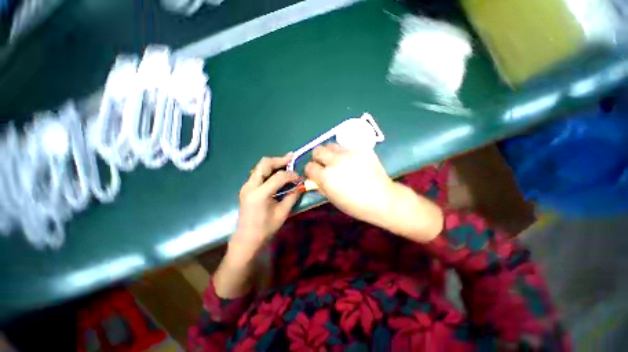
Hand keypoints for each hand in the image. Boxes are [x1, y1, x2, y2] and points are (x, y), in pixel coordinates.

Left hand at [229, 153, 299, 262]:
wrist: (246, 239)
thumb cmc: (265, 229)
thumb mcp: (282, 213)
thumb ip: (292, 196)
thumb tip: (300, 185)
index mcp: (259, 194)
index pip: (278, 177)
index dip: (291, 175)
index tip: (300, 178)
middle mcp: (250, 186)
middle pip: (264, 164)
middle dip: (279, 160)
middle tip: (292, 158)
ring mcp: (246, 186)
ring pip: (260, 166)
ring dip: (274, 163)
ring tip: (287, 162)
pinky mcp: (247, 187)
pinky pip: (259, 173)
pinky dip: (269, 169)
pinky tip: (278, 172)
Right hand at [305, 143, 393, 223]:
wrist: (381, 199)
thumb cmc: (355, 205)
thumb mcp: (333, 198)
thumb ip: (321, 185)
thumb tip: (315, 178)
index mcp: (326, 176)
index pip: (309, 166)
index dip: (310, 171)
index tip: (315, 174)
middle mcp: (335, 161)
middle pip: (317, 150)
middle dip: (317, 157)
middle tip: (324, 164)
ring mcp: (349, 153)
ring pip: (331, 145)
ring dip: (330, 152)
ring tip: (337, 160)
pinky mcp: (361, 149)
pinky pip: (347, 146)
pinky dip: (345, 152)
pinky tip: (351, 160)